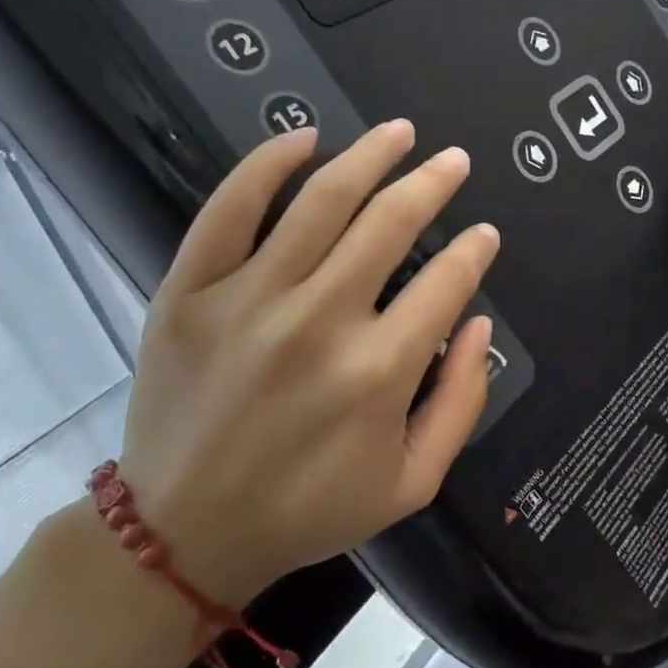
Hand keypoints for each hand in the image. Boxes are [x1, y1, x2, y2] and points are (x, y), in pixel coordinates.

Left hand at [117, 120, 500, 606]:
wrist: (183, 534)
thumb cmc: (310, 509)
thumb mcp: (414, 480)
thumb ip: (462, 400)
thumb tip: (477, 323)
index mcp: (379, 370)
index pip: (446, 281)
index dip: (474, 249)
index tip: (484, 233)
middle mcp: (320, 321)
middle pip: (390, 222)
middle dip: (434, 182)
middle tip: (455, 161)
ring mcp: (248, 300)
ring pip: (322, 202)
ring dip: (370, 155)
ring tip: (400, 132)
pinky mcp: (189, 293)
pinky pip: (229, 209)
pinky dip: (267, 164)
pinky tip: (303, 138)